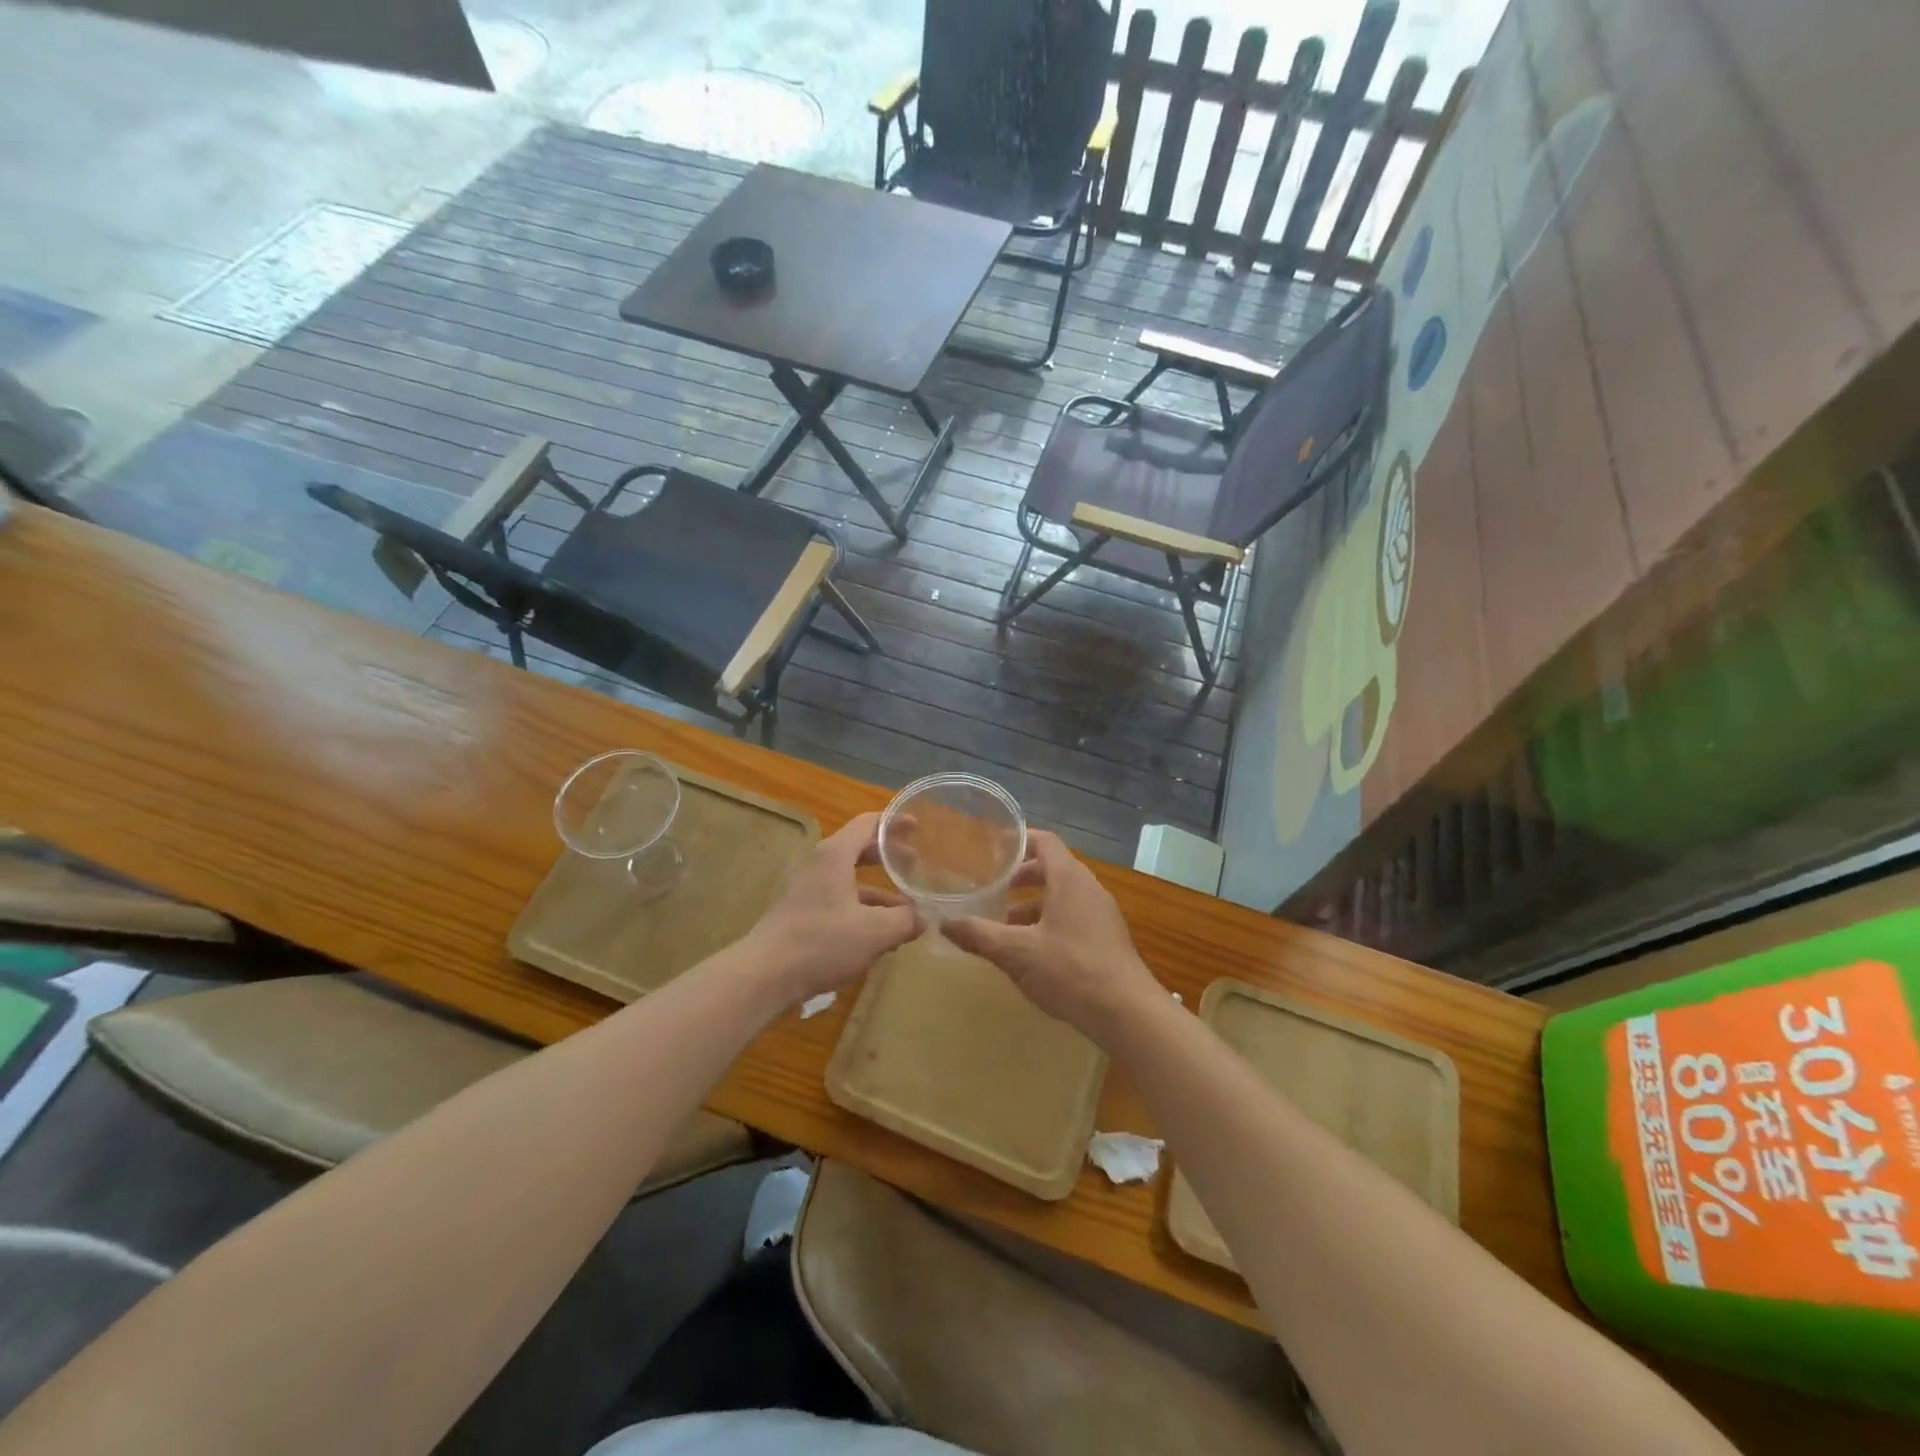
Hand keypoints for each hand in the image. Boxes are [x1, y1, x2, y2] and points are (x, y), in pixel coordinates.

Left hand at [742, 812, 918, 1004]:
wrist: (764, 975)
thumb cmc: (821, 942)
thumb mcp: (874, 932)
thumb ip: (905, 920)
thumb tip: (925, 917)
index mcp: (836, 856)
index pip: (868, 824)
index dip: (894, 823)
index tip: (918, 827)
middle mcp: (821, 866)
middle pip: (860, 851)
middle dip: (889, 857)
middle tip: (917, 865)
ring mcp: (810, 892)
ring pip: (852, 882)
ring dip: (881, 892)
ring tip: (909, 910)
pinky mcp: (805, 916)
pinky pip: (842, 904)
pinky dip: (865, 912)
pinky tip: (882, 936)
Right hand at [943, 830, 1164, 1041]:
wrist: (1128, 1013)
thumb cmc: (1071, 970)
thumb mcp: (1016, 953)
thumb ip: (979, 935)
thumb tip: (943, 922)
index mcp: (1070, 879)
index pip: (1044, 841)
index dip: (1018, 840)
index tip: (991, 849)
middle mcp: (1088, 889)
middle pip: (1052, 868)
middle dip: (1020, 877)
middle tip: (992, 888)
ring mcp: (1101, 915)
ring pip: (1061, 896)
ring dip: (1032, 904)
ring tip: (1003, 924)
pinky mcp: (1106, 939)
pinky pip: (1072, 917)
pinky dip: (1048, 922)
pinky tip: (1030, 951)